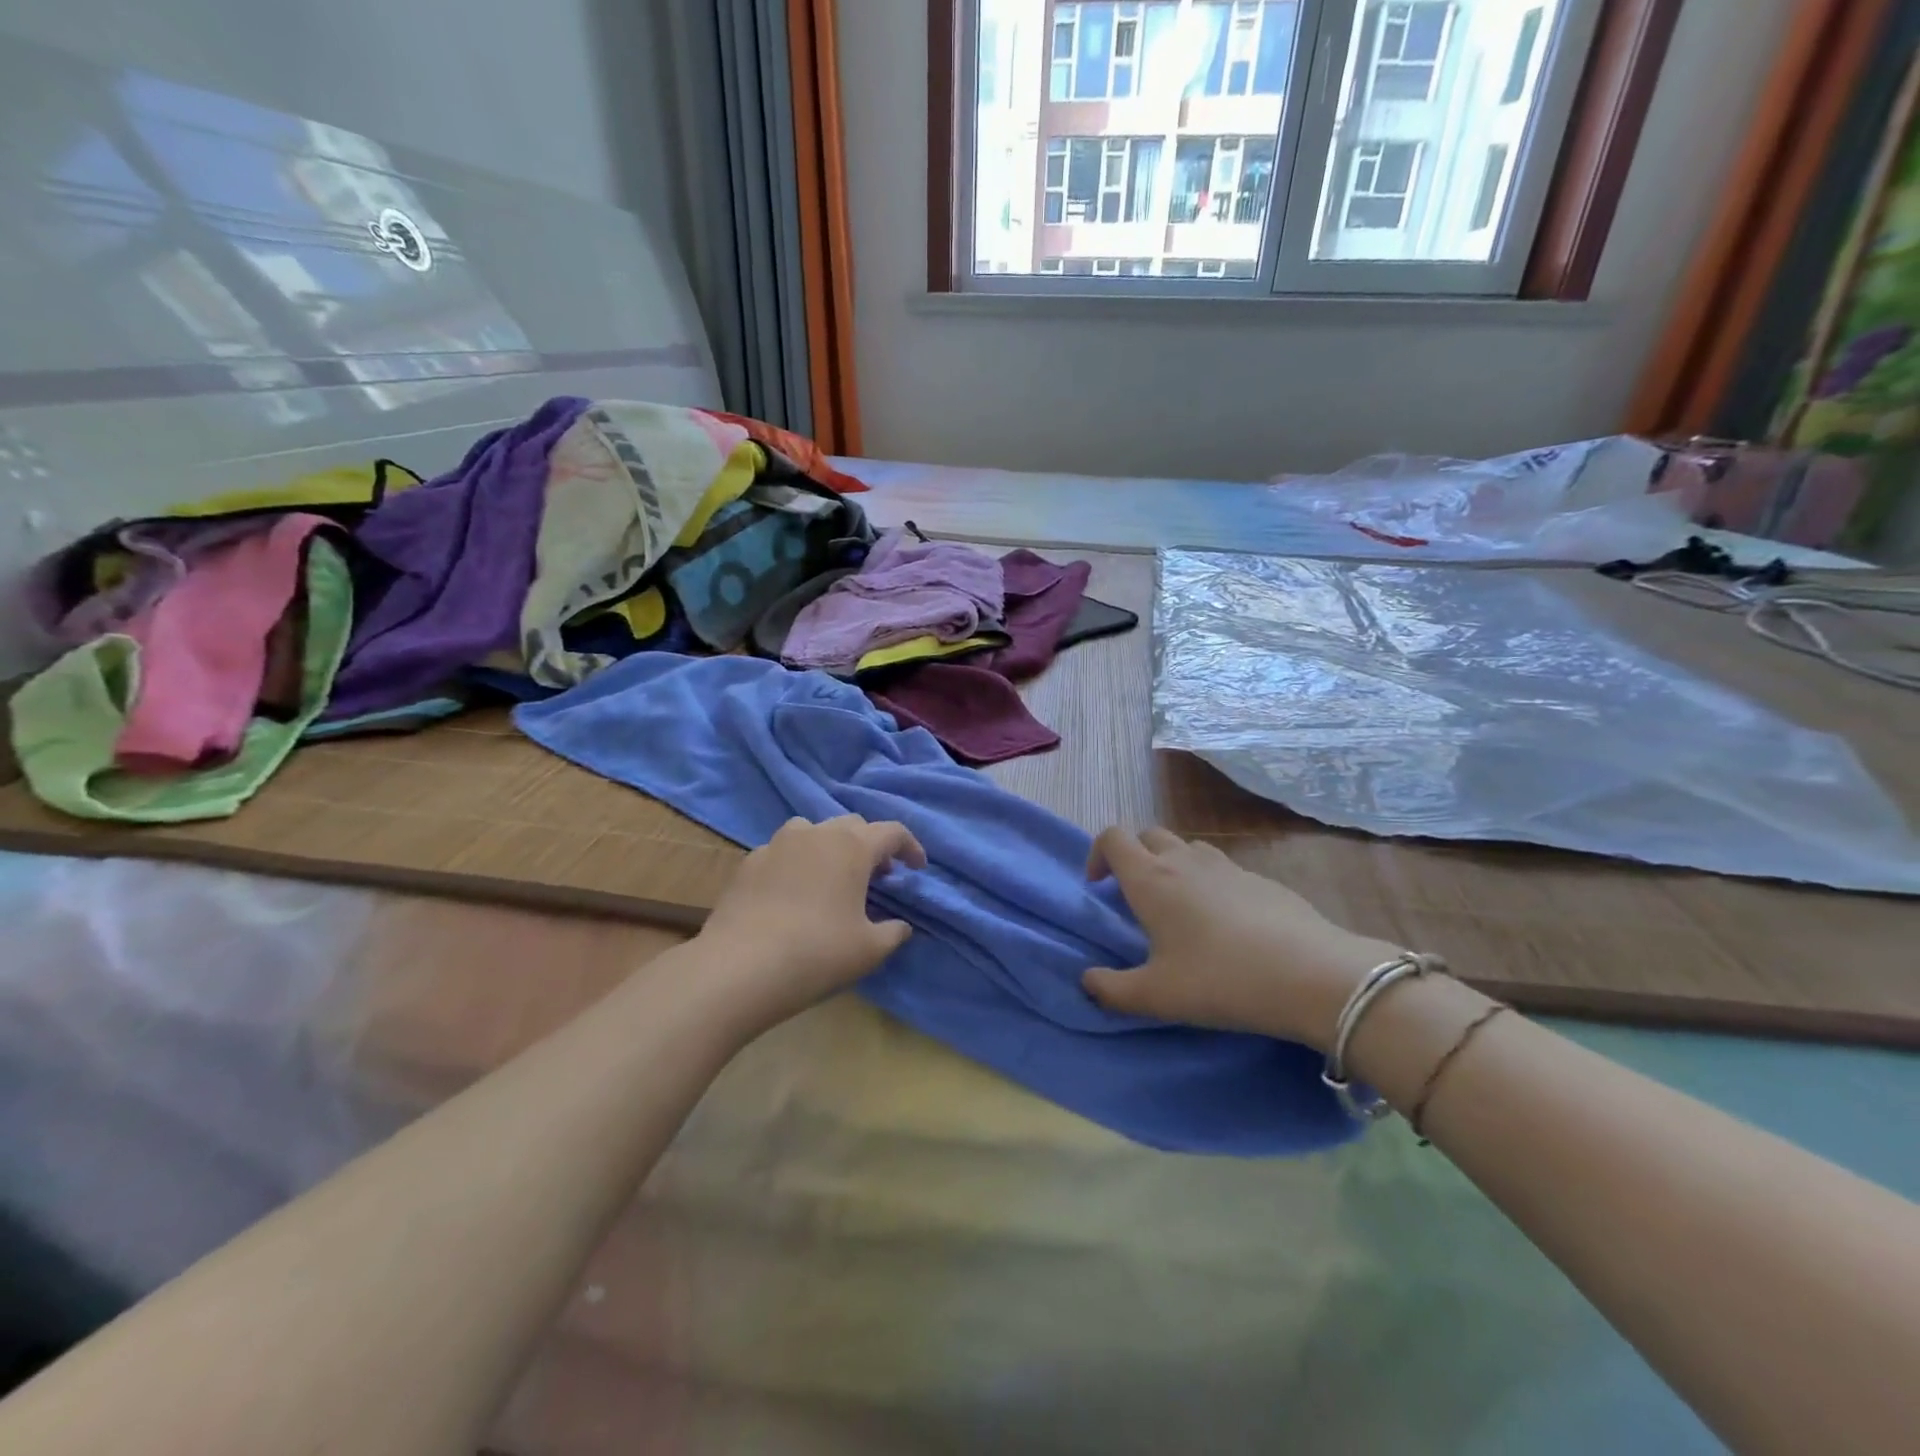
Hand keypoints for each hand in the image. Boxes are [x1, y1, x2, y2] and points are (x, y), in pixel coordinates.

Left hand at [698, 815, 926, 1029]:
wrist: (739, 967)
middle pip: (853, 826)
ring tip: (833, 877)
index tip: (917, 868)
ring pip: (813, 831)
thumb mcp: (869, 950)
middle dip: (871, 846)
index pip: (892, 832)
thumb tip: (901, 926)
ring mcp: (777, 844)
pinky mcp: (748, 862)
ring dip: (831, 846)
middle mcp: (816, 834)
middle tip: (879, 876)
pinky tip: (793, 893)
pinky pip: (782, 851)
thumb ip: (893, 932)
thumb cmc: (817, 953)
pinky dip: (797, 862)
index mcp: (852, 847)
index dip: (910, 847)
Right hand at [1082, 827, 1403, 1051]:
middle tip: (1137, 898)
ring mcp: (1227, 866)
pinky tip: (1227, 925)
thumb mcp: (1156, 996)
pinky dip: (1210, 883)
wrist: (1312, 975)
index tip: (1099, 887)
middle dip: (1134, 857)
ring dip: (1172, 865)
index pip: (1112, 837)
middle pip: (1148, 834)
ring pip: (1187, 847)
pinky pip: (1222, 868)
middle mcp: (1184, 861)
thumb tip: (1087, 981)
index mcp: (1151, 879)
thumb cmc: (1221, 980)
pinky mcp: (1261, 879)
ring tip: (1180, 909)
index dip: (1097, 854)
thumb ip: (1111, 990)